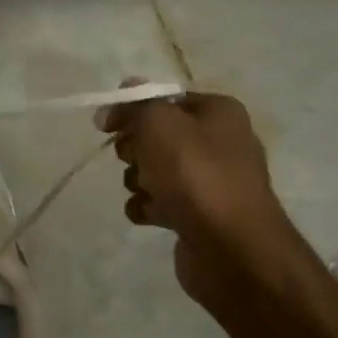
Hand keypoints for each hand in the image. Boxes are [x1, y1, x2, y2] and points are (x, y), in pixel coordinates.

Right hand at [97, 86, 296, 303]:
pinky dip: (148, 207)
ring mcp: (210, 182)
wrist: (230, 247)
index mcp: (218, 113)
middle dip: (135, 149)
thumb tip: (123, 90)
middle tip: (136, 159)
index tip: (107, 126)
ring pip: (154, 170)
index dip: (133, 109)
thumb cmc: (195, 174)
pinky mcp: (199, 215)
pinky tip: (149, 214)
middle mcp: (219, 143)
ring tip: (147, 192)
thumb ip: (137, 104)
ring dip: (139, 181)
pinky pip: (160, 202)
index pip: (165, 100)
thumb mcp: (159, 123)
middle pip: (157, 136)